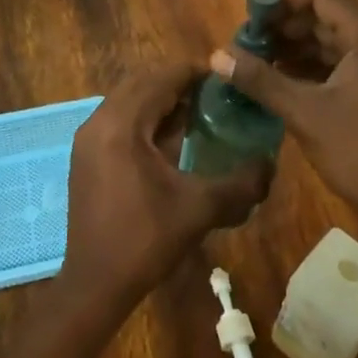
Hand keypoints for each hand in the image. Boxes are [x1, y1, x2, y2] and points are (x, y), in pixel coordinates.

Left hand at [60, 63, 271, 311]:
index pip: (161, 78)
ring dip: (161, 99)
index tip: (226, 76)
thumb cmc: (145, 241)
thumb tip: (271, 163)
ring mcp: (88, 138)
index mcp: (122, 124)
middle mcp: (99, 121)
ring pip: (129, 99)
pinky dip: (145, 117)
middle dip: (179, 82)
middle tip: (216, 94)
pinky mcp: (86, 155)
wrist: (94, 286)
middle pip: (142, 82)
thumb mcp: (199, 209)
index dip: (195, 71)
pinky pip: (119, 119)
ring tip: (199, 112)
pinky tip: (172, 139)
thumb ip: (240, 183)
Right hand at [211, 0, 357, 238]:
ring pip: (334, 41)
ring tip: (256, 55)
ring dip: (297, 46)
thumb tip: (217, 55)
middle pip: (327, 17)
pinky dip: (313, 65)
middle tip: (246, 36)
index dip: (281, 0)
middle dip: (285, 25)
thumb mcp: (303, 112)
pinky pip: (343, 62)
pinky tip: (281, 76)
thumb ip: (260, 79)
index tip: (248, 13)